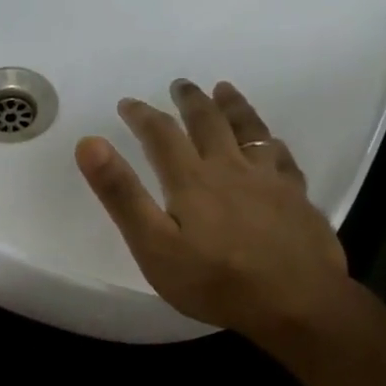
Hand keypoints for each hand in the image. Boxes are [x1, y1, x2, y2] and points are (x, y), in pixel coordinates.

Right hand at [76, 80, 350, 336]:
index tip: (127, 103)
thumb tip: (89, 143)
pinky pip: (282, 156)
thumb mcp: (153, 245)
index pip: (161, 135)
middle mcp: (231, 167)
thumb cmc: (213, 280)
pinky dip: (270, 141)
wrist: (294, 300)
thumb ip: (122, 195)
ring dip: (233, 106)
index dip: (142, 116)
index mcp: (192, 179)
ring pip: (249, 129)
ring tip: (224, 90)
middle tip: (179, 84)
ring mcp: (269, 180)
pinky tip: (271, 143)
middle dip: (189, 101)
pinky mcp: (296, 197)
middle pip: (208, 122)